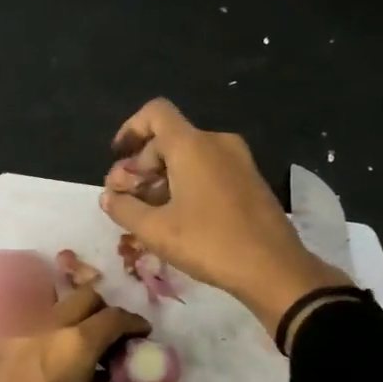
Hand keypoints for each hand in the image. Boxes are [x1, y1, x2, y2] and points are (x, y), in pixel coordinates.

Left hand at [0, 287, 181, 381]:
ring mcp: (17, 333)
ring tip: (89, 359)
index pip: (114, 316)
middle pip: (84, 299)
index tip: (146, 338)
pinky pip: (36, 324)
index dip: (135, 324)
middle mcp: (45, 326)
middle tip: (118, 344)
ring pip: (57, 309)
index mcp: (74, 342)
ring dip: (79, 320)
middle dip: (106, 313)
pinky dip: (55, 332)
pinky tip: (59, 368)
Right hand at [100, 98, 349, 333]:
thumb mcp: (156, 231)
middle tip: (126, 200)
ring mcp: (238, 160)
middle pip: (168, 139)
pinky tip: (178, 218)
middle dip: (141, 166)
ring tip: (148, 214)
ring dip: (162, 178)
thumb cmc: (210, 244)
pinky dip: (186, 184)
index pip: (155, 113)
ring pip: (188, 156)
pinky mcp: (250, 180)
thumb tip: (108, 196)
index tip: (118, 158)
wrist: (274, 269)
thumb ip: (124, 209)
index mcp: (192, 145)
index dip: (130, 129)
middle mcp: (216, 142)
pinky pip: (208, 169)